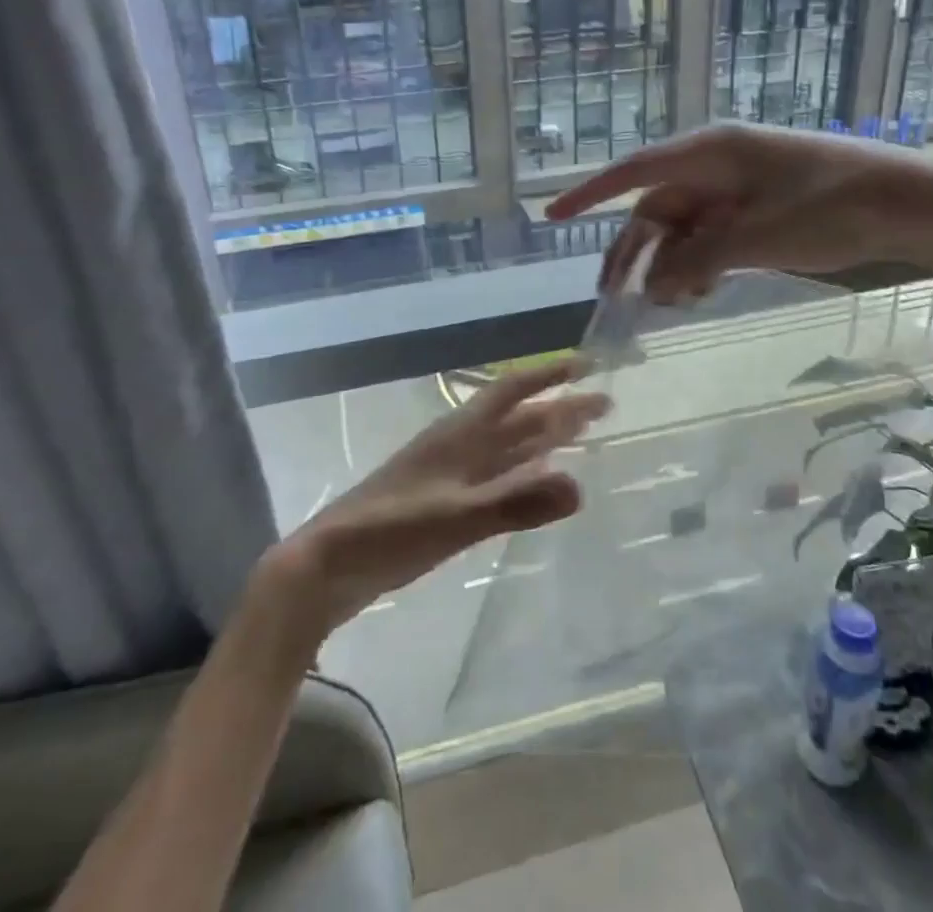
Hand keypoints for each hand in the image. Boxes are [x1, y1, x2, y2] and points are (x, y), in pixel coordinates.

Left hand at [273, 360, 608, 632]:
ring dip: (543, 438)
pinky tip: (535, 483)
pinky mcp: (443, 503)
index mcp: (460, 435)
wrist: (328, 566)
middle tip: (603, 405)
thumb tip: (581, 486)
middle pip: (517, 419)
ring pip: (506, 447)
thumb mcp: (455, 517)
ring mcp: (450, 475)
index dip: (549, 375)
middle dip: (559, 409)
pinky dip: (522, 474)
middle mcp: (459, 446)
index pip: (512, 391)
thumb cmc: (390, 531)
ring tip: (580, 434)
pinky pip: (494, 477)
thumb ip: (515, 502)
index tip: (587, 364)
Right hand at [545, 122, 932, 300]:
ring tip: (671, 304)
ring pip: (682, 229)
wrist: (913, 202)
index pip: (633, 172)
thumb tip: (652, 286)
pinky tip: (701, 291)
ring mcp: (737, 188)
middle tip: (614, 297)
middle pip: (656, 209)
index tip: (550, 216)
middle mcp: (716, 166)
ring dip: (670, 265)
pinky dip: (699, 264)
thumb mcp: (760, 235)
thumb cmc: (836, 206)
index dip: (588, 194)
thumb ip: (699, 259)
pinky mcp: (756, 210)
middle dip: (634, 252)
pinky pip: (710, 237)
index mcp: (710, 153)